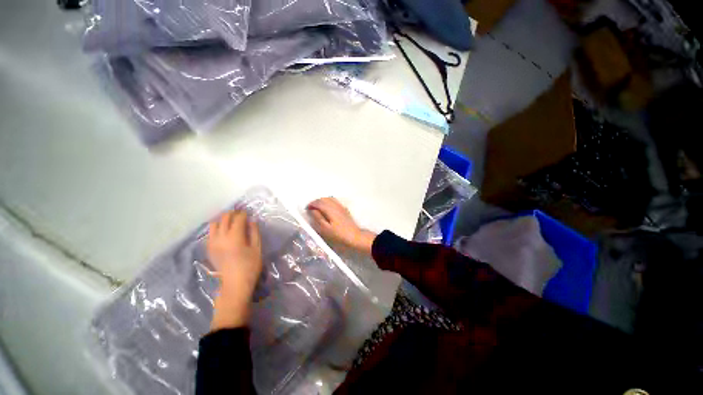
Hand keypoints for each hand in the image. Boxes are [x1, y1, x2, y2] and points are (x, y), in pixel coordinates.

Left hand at [206, 210, 262, 330]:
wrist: (235, 284)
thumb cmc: (250, 266)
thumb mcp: (257, 248)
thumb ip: (254, 232)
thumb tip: (252, 220)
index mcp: (235, 237)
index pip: (238, 219)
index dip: (243, 213)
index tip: (248, 211)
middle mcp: (221, 237)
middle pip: (224, 219)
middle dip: (232, 213)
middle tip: (240, 213)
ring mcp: (212, 243)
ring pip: (214, 224)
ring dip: (222, 219)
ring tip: (231, 220)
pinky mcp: (209, 249)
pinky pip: (210, 233)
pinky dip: (216, 228)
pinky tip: (223, 231)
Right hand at [307, 197, 376, 254]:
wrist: (354, 236)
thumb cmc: (338, 234)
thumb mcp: (325, 229)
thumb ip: (318, 218)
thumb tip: (312, 210)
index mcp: (330, 209)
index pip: (319, 202)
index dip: (311, 204)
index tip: (306, 209)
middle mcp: (336, 205)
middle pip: (324, 198)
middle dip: (316, 202)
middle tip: (311, 208)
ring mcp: (341, 206)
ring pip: (330, 198)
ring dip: (322, 201)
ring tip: (318, 208)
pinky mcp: (344, 209)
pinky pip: (334, 201)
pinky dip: (328, 202)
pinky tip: (327, 209)